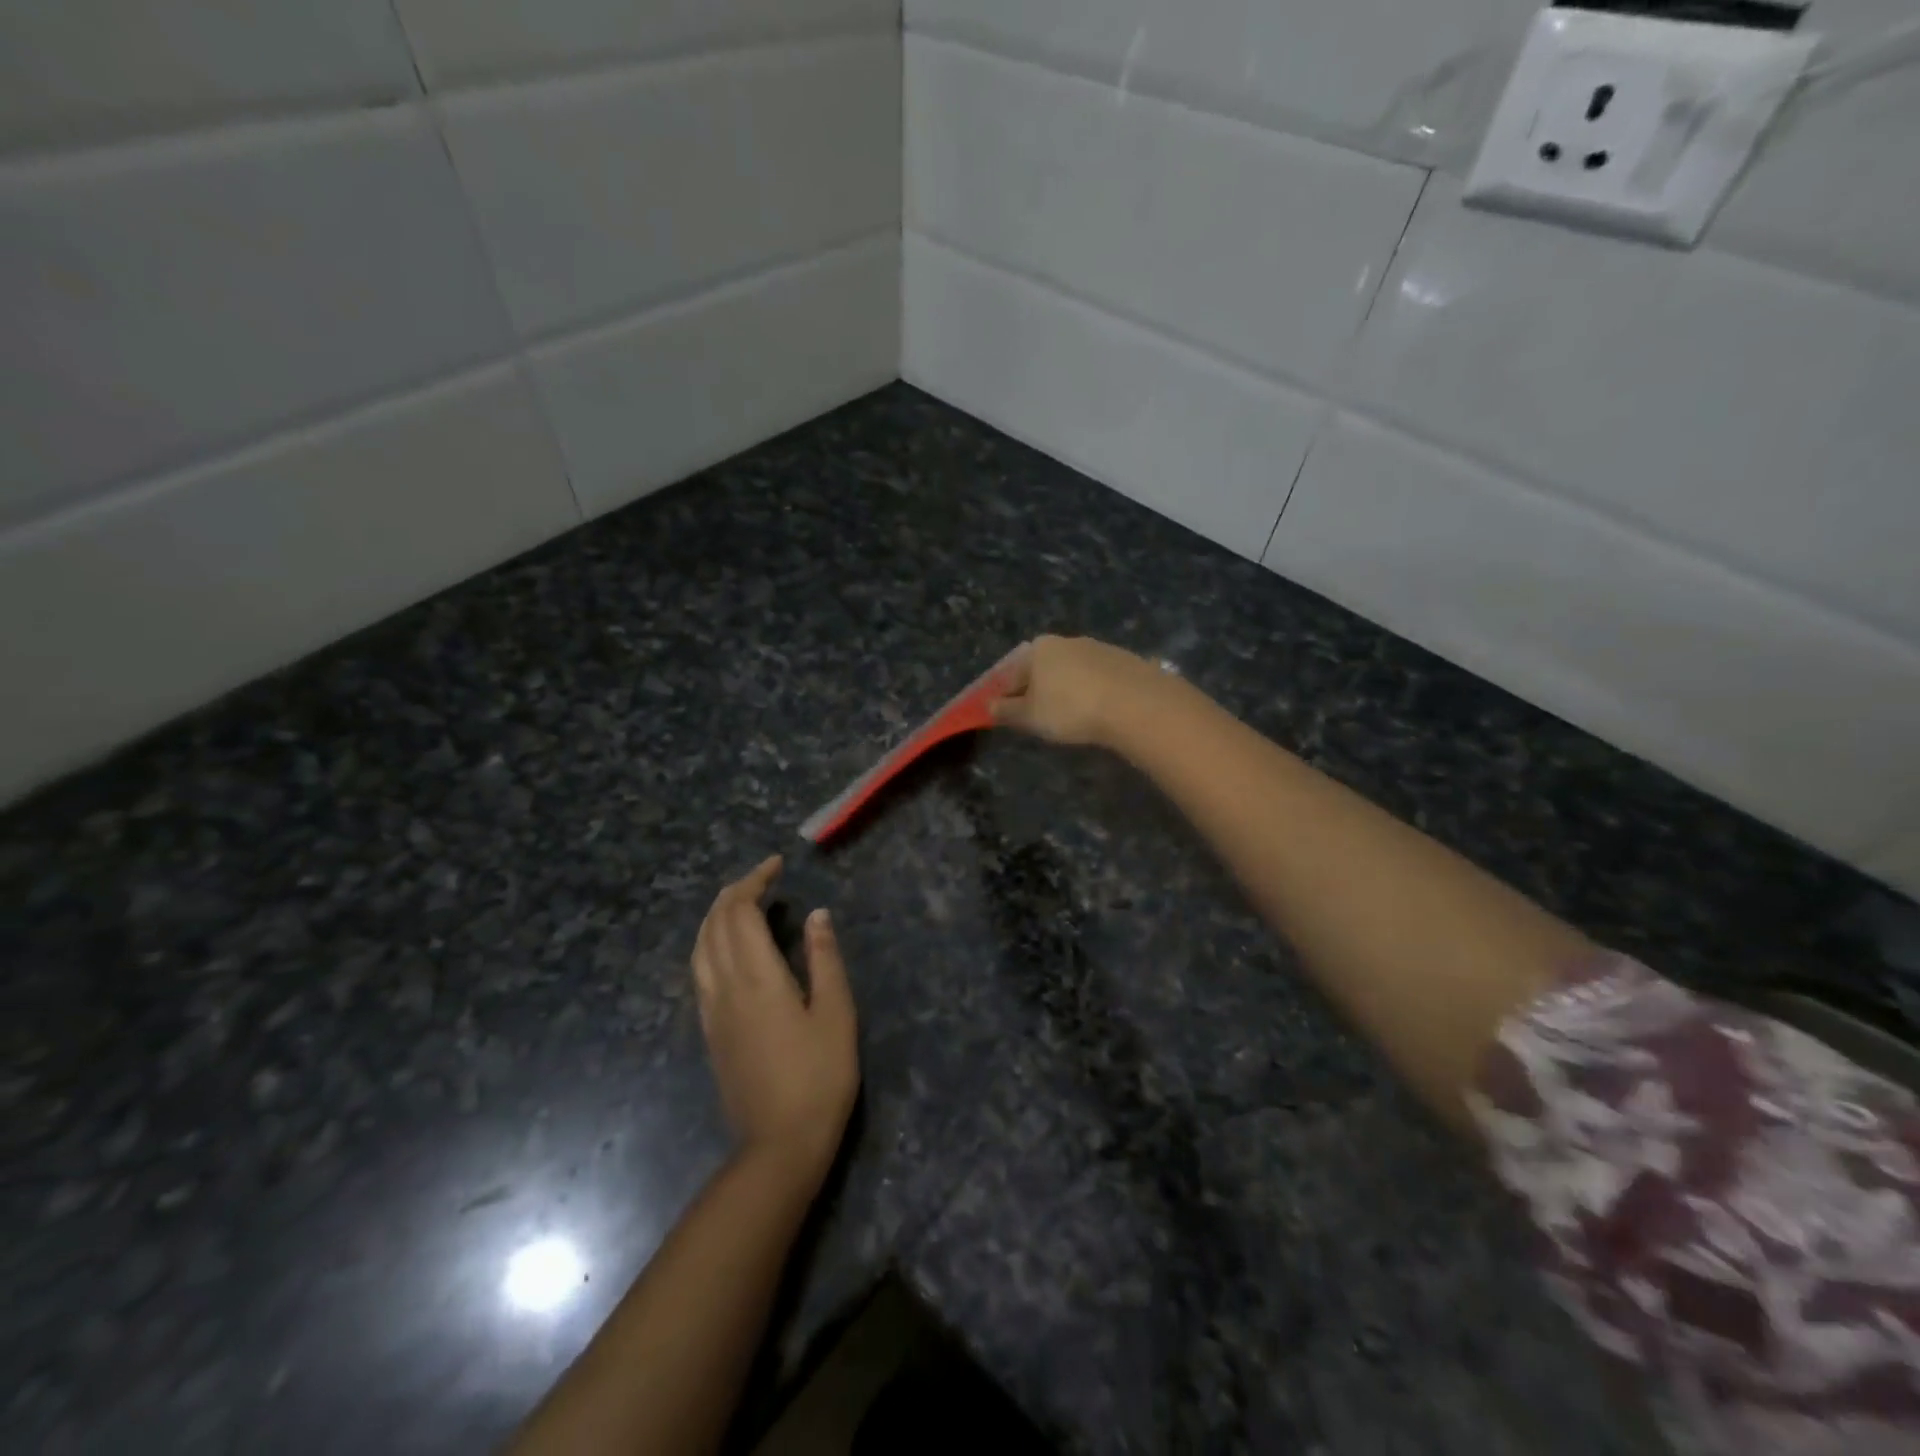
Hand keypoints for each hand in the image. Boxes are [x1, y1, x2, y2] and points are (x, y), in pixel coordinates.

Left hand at [691, 856, 858, 1184]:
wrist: (778, 1144)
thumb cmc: (819, 1076)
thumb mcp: (836, 1013)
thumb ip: (824, 959)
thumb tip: (816, 914)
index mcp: (757, 977)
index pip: (741, 912)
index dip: (755, 882)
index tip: (776, 865)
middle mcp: (725, 986)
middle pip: (715, 924)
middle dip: (734, 892)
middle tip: (763, 877)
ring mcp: (711, 1011)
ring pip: (700, 947)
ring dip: (716, 915)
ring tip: (742, 903)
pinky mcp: (710, 1031)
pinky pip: (699, 970)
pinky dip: (710, 942)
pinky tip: (728, 948)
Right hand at [989, 635, 1163, 746]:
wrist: (1135, 703)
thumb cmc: (1070, 708)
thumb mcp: (1030, 716)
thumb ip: (1007, 711)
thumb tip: (990, 706)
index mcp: (1038, 649)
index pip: (1011, 673)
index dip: (1005, 696)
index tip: (1007, 716)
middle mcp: (1067, 641)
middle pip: (1042, 669)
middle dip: (1037, 691)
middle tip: (1039, 719)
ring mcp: (1099, 648)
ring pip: (1072, 672)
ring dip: (1067, 691)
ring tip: (1072, 718)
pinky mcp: (1125, 660)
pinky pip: (1099, 678)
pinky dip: (1093, 692)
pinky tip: (1098, 711)